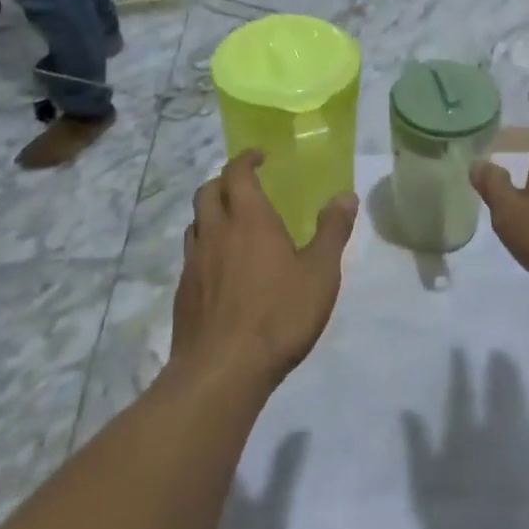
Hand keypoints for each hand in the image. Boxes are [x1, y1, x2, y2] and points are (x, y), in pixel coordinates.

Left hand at [170, 150, 357, 387]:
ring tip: (232, 222)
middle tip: (245, 184)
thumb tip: (345, 195)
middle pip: (207, 191)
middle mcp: (215, 233)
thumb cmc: (278, 316)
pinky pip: (191, 255)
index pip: (237, 173)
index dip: (245, 159)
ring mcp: (193, 264)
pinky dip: (205, 246)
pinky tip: (222, 268)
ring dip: (211, 212)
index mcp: (249, 220)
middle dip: (224, 180)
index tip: (259, 156)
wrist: (222, 372)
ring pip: (195, 223)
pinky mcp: (183, 294)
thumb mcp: (320, 273)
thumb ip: (332, 231)